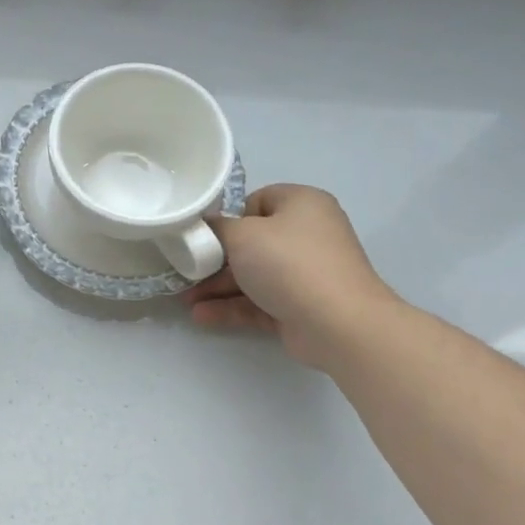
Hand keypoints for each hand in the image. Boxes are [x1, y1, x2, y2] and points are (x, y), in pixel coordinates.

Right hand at [181, 184, 398, 365]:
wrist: (339, 324)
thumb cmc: (288, 263)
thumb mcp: (242, 235)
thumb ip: (217, 227)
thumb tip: (207, 226)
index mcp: (302, 204)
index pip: (258, 201)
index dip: (230, 216)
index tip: (205, 234)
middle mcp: (307, 235)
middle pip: (252, 242)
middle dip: (215, 260)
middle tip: (186, 269)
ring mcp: (306, 273)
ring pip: (253, 275)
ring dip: (218, 287)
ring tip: (185, 300)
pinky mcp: (301, 307)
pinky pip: (260, 302)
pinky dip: (233, 307)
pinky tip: (201, 316)